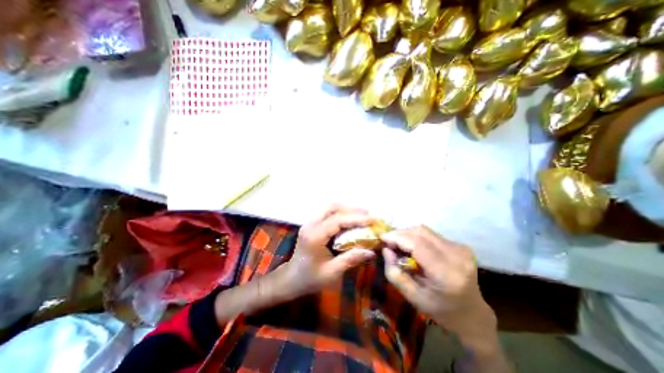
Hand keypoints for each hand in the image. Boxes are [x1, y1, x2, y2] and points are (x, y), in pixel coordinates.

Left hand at [281, 205, 378, 298]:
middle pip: (332, 207)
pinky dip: (341, 213)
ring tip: (362, 216)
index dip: (356, 218)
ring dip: (346, 209)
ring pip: (329, 208)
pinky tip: (350, 220)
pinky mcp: (312, 224)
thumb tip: (371, 251)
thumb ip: (351, 259)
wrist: (291, 278)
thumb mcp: (332, 272)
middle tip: (368, 215)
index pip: (337, 220)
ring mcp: (310, 223)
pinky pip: (328, 213)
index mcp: (314, 236)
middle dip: (351, 209)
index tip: (373, 219)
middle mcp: (311, 225)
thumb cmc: (310, 278)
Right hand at [382, 226, 494, 336]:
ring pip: (425, 230)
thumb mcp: (412, 297)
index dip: (397, 237)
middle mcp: (456, 256)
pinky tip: (413, 248)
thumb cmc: (440, 309)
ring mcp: (461, 248)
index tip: (382, 238)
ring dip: (408, 234)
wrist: (472, 313)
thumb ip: (394, 273)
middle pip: (420, 232)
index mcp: (446, 273)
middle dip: (400, 234)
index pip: (417, 244)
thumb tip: (386, 249)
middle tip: (389, 242)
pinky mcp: (460, 245)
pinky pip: (431, 234)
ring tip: (399, 245)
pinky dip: (417, 237)